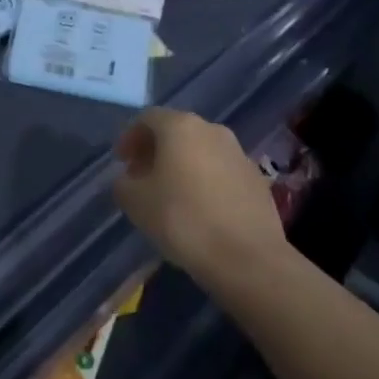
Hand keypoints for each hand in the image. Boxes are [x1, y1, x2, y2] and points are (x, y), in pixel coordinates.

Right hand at [113, 108, 285, 286]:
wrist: (248, 259)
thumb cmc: (183, 220)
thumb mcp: (135, 202)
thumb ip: (124, 183)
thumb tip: (129, 180)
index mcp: (180, 127)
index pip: (147, 119)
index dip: (130, 137)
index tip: (121, 162)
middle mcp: (212, 130)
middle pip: (176, 132)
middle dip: (156, 151)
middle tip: (142, 177)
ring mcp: (239, 154)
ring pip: (201, 151)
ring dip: (182, 165)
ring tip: (171, 195)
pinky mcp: (257, 180)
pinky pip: (222, 171)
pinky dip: (206, 181)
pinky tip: (200, 210)